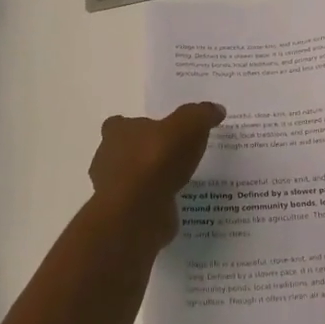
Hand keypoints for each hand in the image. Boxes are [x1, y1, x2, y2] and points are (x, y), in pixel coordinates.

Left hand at [88, 102, 225, 250]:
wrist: (138, 211)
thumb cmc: (156, 160)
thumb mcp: (187, 126)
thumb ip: (201, 115)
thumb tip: (216, 109)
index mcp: (117, 132)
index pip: (120, 124)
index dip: (139, 127)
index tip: (159, 132)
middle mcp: (108, 158)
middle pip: (125, 151)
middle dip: (145, 154)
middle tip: (173, 157)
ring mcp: (113, 189)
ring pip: (132, 179)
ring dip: (150, 180)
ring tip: (178, 182)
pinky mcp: (123, 214)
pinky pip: (141, 204)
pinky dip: (154, 203)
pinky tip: (175, 204)